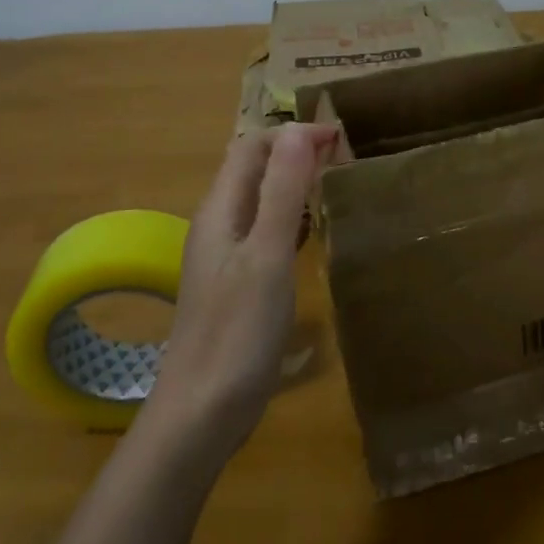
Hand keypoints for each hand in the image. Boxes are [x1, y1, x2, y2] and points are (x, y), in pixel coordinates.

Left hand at [146, 123, 336, 454]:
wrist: (200, 414)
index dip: (292, 133)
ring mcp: (225, 256)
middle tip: (343, 156)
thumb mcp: (267, 255)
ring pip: (259, 200)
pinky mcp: (237, 284)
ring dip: (293, 182)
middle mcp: (219, 224)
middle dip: (294, 152)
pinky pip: (264, 232)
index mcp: (221, 210)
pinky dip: (291, 217)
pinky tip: (313, 232)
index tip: (340, 137)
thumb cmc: (237, 332)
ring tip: (335, 182)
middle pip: (253, 169)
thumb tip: (299, 130)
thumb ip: (282, 192)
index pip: (252, 147)